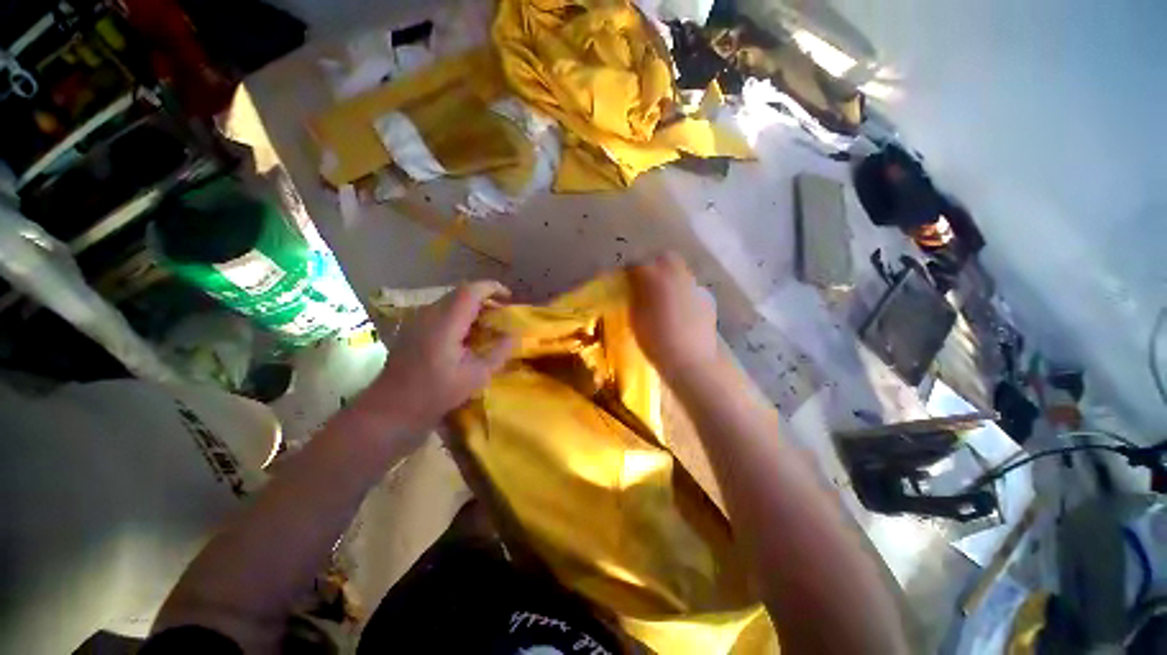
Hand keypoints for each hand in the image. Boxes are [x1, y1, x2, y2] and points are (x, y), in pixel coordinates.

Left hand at [364, 281, 515, 434]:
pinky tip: (466, 334)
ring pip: (450, 300)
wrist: (392, 407)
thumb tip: (514, 336)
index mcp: (446, 322)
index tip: (509, 297)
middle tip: (501, 313)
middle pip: (461, 292)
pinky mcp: (413, 328)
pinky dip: (459, 314)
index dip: (493, 288)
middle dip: (485, 297)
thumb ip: (499, 353)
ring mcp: (418, 319)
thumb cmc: (436, 393)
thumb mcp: (476, 376)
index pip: (471, 291)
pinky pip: (441, 310)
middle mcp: (429, 314)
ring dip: (472, 306)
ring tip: (487, 323)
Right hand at [629, 253, 718, 377]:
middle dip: (653, 266)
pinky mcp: (707, 299)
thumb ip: (634, 297)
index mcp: (654, 277)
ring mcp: (695, 285)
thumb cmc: (655, 340)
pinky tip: (680, 311)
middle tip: (645, 284)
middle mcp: (677, 274)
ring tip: (663, 298)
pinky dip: (683, 293)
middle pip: (664, 259)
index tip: (625, 281)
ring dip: (670, 279)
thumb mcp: (635, 318)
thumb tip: (633, 287)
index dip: (629, 272)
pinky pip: (691, 288)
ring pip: (680, 272)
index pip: (636, 264)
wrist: (690, 360)